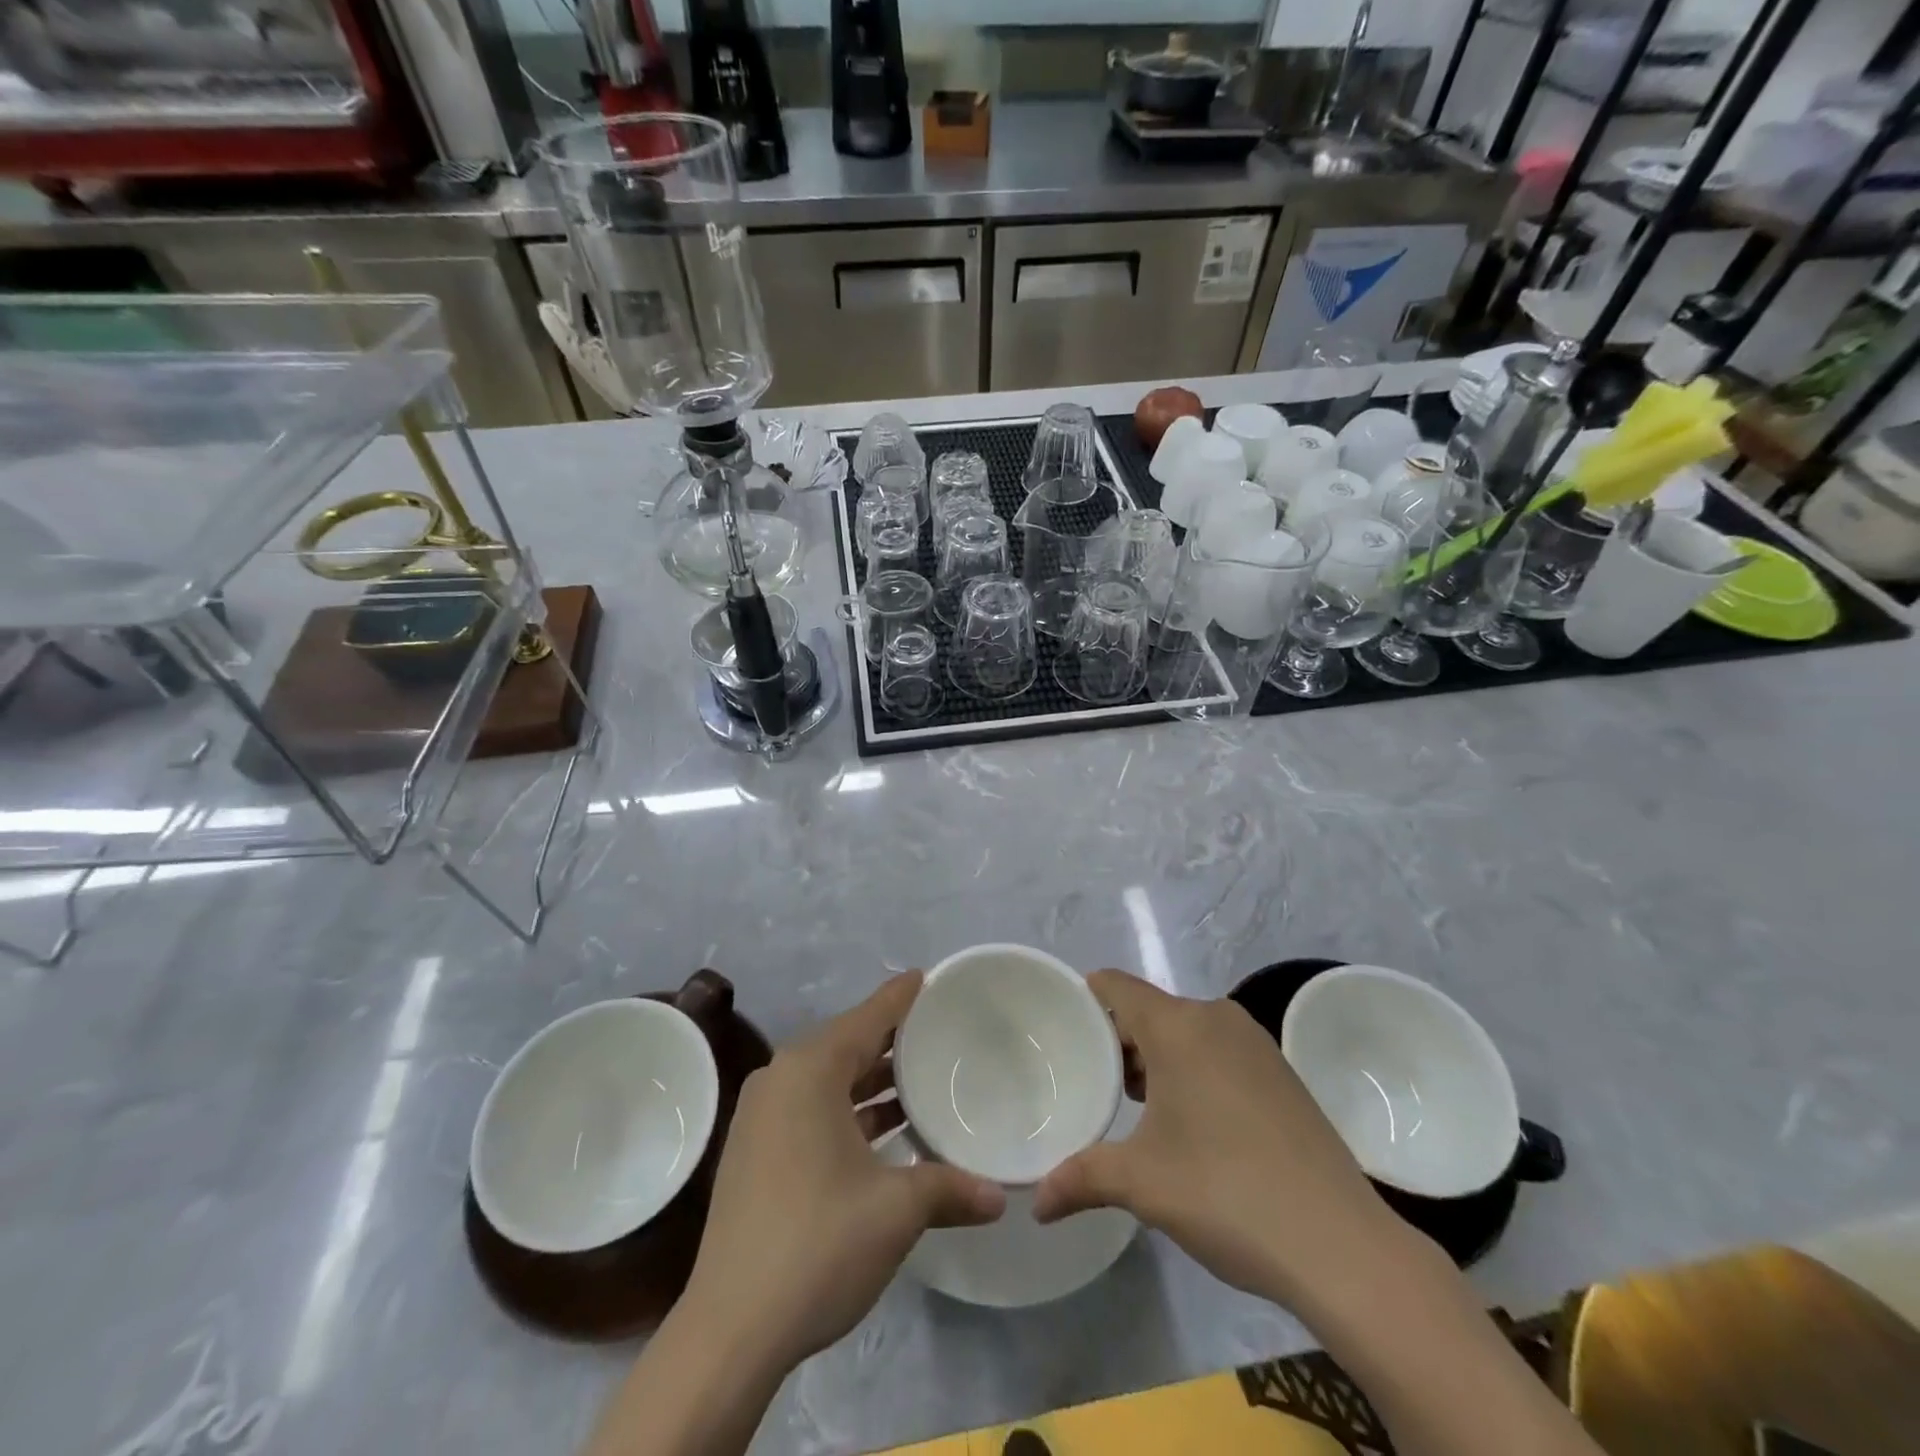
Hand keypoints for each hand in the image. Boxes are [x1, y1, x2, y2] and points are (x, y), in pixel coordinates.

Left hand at [681, 973, 1005, 1371]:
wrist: (730, 1329)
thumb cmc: (818, 1245)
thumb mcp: (896, 1210)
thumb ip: (950, 1189)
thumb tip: (999, 1197)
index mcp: (809, 1071)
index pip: (868, 1018)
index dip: (901, 998)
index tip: (929, 978)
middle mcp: (781, 1080)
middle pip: (847, 1044)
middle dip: (892, 1040)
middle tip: (938, 1031)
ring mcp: (762, 1117)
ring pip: (829, 1080)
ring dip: (871, 1082)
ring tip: (921, 1079)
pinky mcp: (755, 1152)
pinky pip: (812, 1108)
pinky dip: (848, 1110)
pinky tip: (884, 1129)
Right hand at [1032, 970, 1396, 1311]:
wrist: (1342, 1245)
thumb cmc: (1226, 1193)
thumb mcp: (1142, 1184)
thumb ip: (1080, 1180)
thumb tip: (1036, 1203)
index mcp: (1177, 1025)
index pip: (1114, 986)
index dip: (1083, 1001)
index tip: (1060, 1033)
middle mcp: (1215, 1017)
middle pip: (1148, 1010)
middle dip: (1118, 1043)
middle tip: (1093, 1086)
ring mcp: (1255, 1042)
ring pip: (1185, 1031)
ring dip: (1157, 1060)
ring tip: (1135, 1109)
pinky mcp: (1281, 1071)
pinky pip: (1218, 1050)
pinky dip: (1193, 1070)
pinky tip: (1191, 1124)